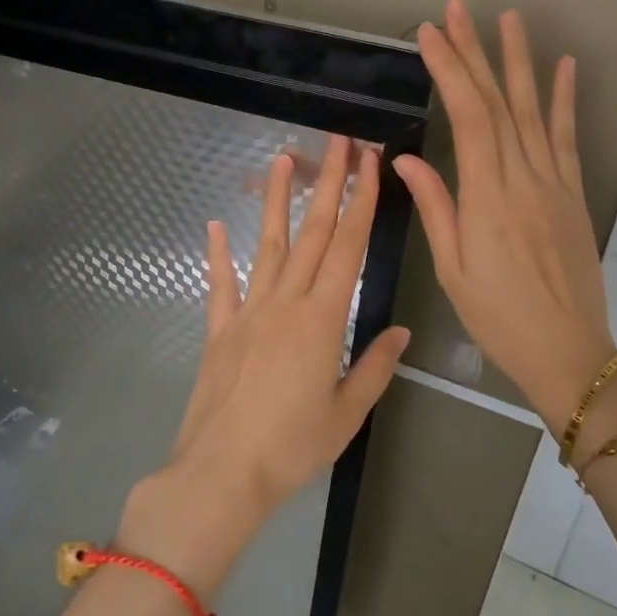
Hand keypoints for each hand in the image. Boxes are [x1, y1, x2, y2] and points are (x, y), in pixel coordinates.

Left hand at [120, 138, 409, 596]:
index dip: (361, 201)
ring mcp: (248, 312)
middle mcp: (285, 303)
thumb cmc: (291, 448)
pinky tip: (216, 224)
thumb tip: (400, 331)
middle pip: (312, 232)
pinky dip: (218, 253)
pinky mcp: (220, 330)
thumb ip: (374, 367)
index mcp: (322, 319)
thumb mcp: (346, 414)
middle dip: (328, 182)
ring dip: (277, 200)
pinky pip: (220, 284)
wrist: (220, 474)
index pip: (347, 246)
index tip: (370, 163)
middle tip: (338, 141)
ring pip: (268, 245)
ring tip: (282, 158)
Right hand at [393, 0, 616, 430]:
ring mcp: (554, 183)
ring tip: (509, 18)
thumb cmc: (499, 318)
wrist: (569, 351)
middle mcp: (523, 179)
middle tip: (460, 9)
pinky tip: (563, 67)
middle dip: (476, 52)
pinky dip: (565, 100)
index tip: (430, 34)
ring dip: (520, 62)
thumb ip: (436, 208)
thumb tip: (405, 159)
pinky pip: (568, 139)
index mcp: (487, 198)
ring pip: (534, 111)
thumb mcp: (453, 270)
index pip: (468, 117)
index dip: (450, 71)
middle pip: (499, 103)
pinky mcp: (573, 194)